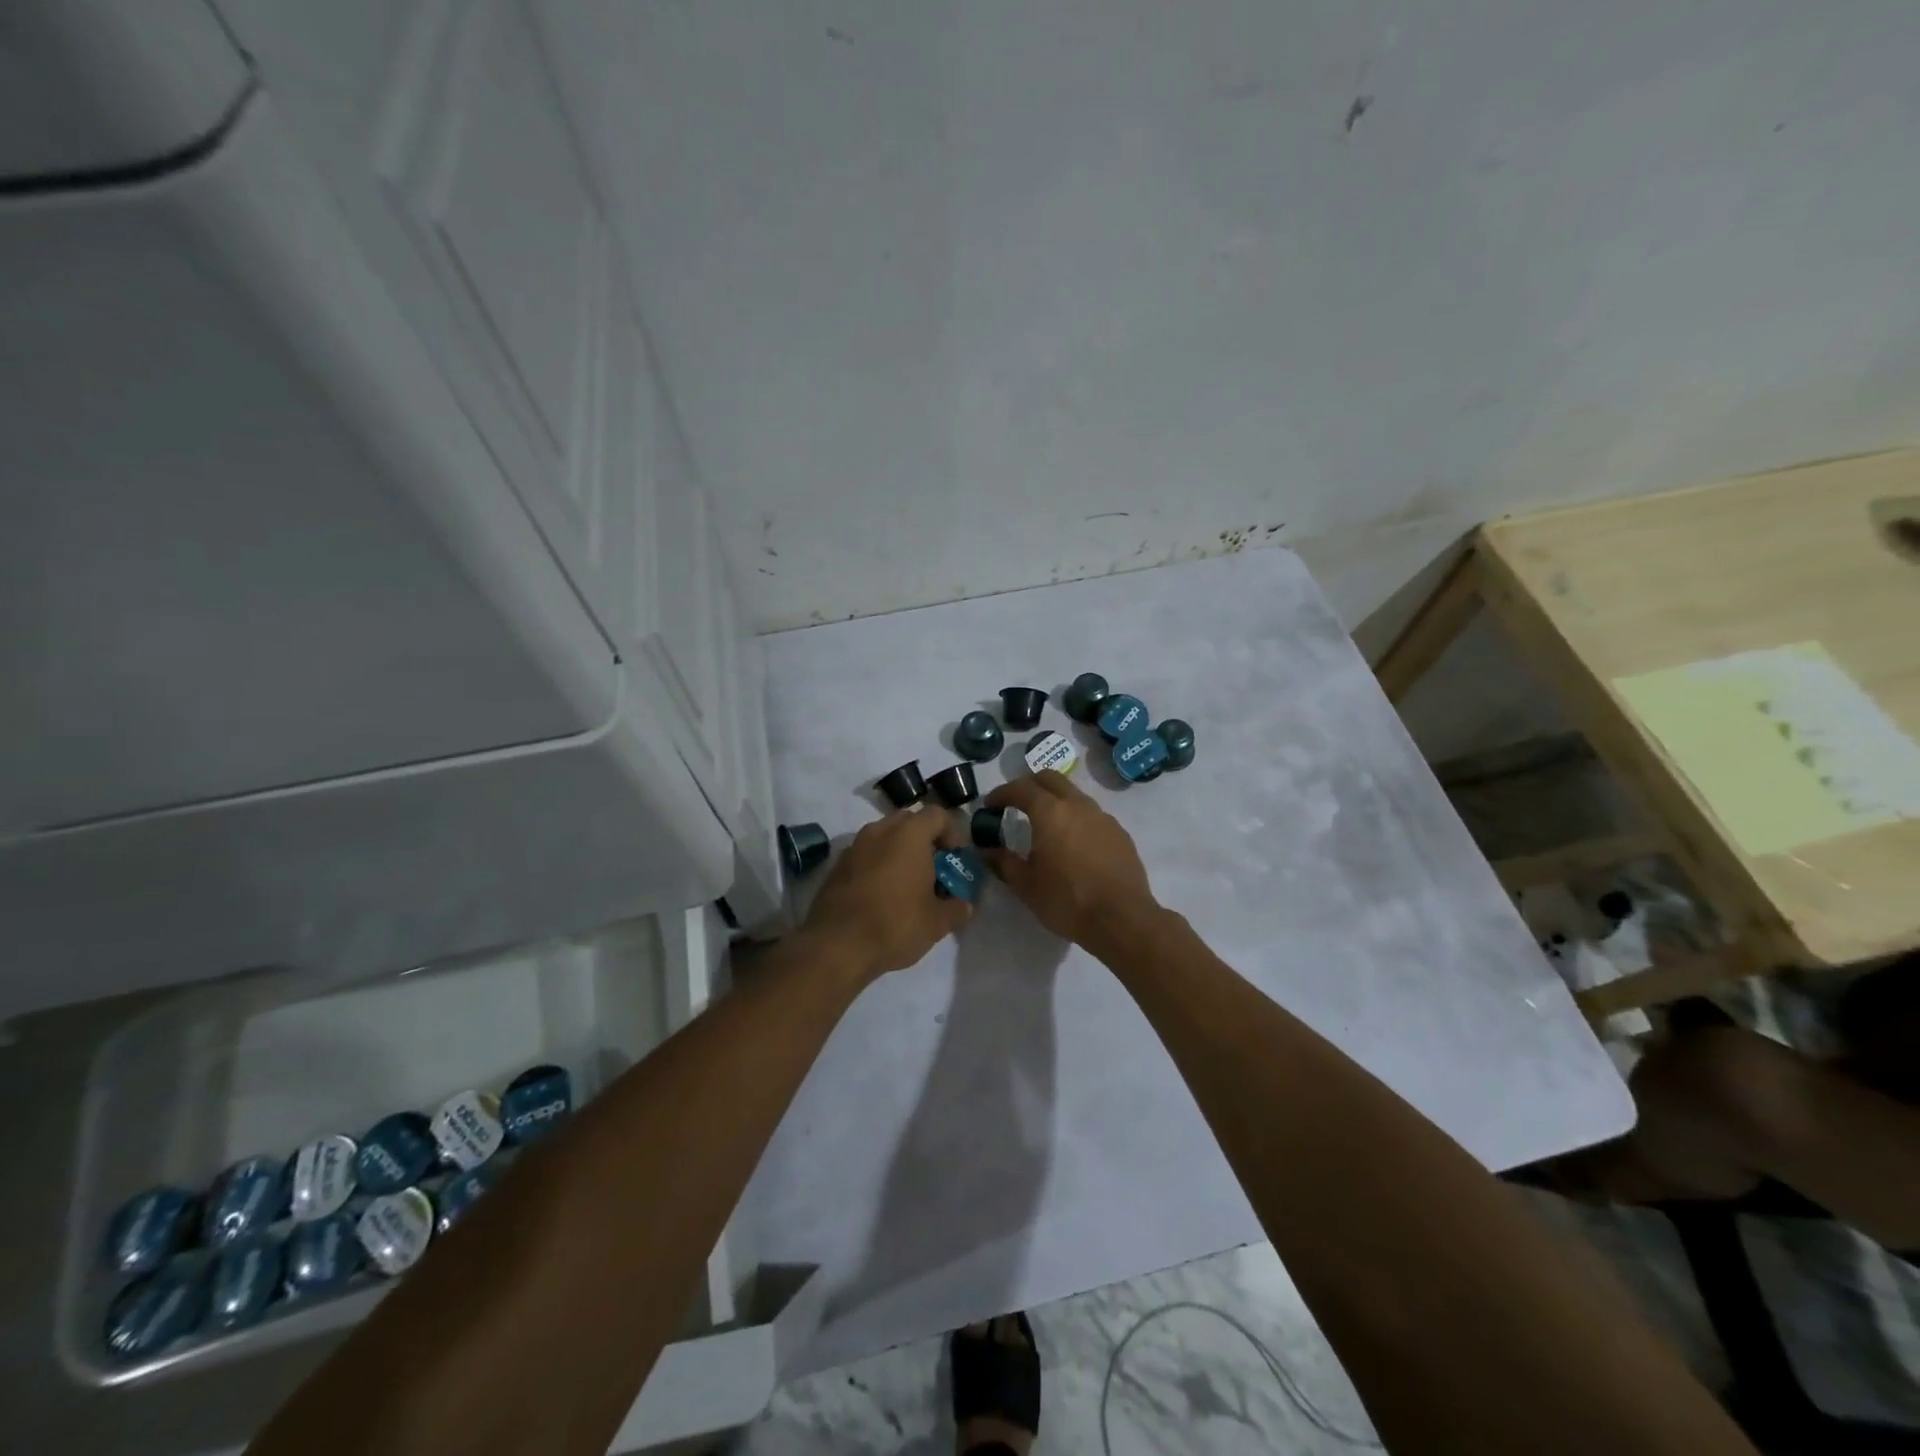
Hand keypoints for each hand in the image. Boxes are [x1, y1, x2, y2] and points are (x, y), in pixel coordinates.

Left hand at [801, 806, 972, 979]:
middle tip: (934, 870)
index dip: (953, 833)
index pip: (938, 815)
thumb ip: (957, 908)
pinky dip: (878, 865)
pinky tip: (882, 895)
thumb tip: (965, 905)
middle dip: (925, 841)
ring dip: (899, 852)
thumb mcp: (937, 922)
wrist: (836, 946)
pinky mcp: (837, 865)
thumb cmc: (894, 925)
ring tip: (908, 884)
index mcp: (909, 834)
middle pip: (910, 822)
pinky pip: (866, 854)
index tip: (956, 860)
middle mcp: (880, 830)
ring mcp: (855, 846)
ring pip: (885, 837)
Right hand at [980, 771, 1157, 954]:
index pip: (1021, 788)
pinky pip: (1092, 816)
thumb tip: (985, 851)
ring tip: (1045, 826)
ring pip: (1074, 795)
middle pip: (1051, 779)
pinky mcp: (1120, 833)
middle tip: (1016, 804)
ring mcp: (1103, 817)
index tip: (990, 805)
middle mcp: (1078, 805)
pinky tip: (1073, 845)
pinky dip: (1076, 819)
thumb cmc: (1067, 900)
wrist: (1122, 919)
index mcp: (1051, 812)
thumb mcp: (1026, 885)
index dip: (1002, 793)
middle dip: (1030, 785)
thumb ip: (1003, 862)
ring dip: (1056, 801)